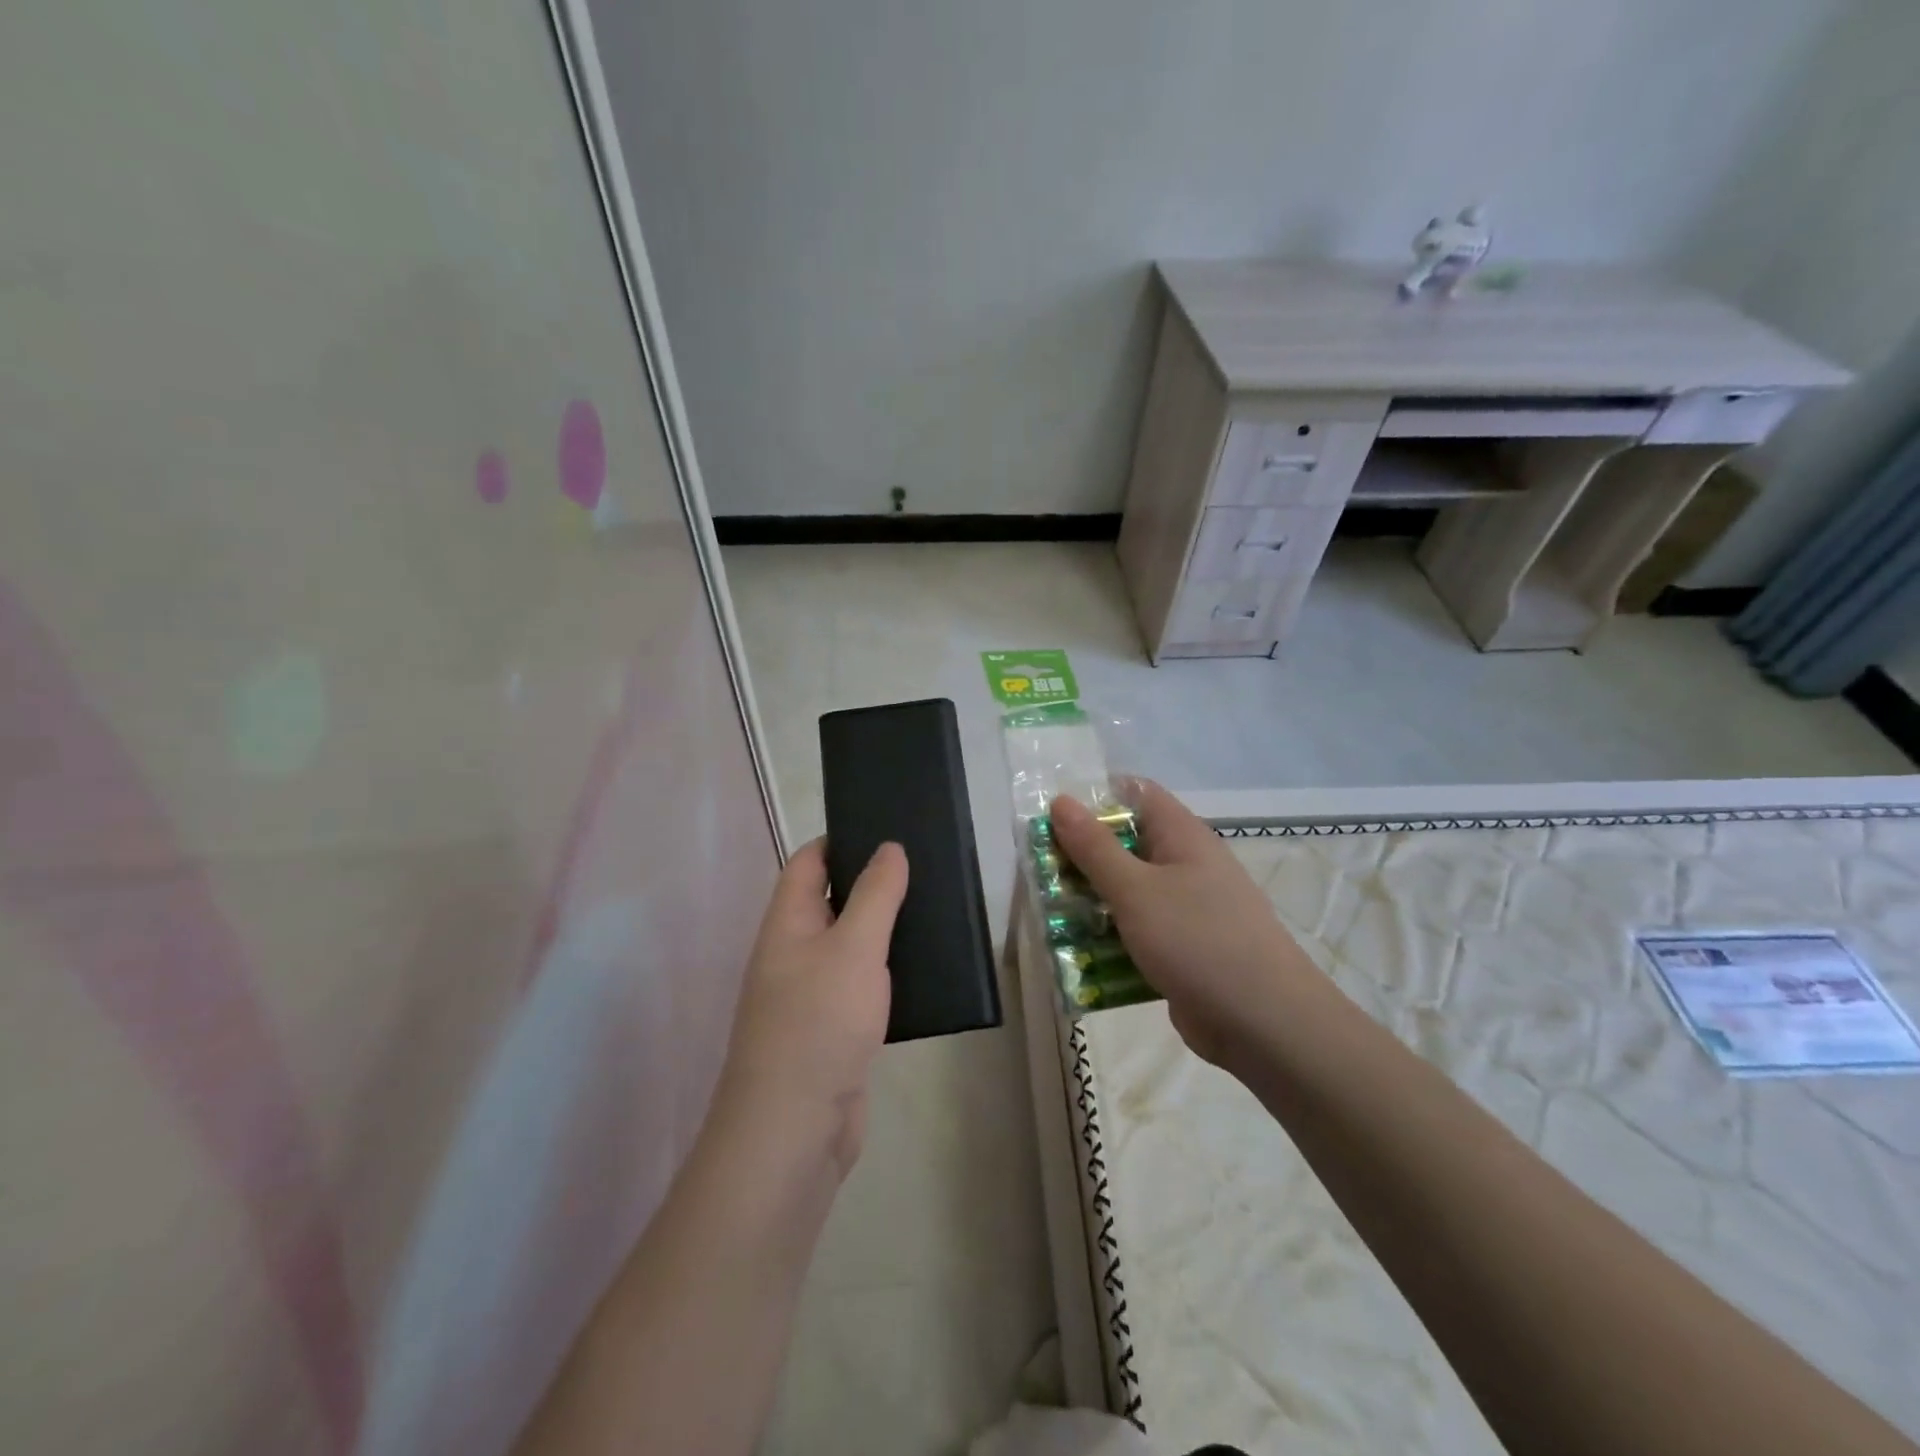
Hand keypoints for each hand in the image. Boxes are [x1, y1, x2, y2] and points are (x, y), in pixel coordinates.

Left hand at [716, 838, 907, 1177]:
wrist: (794, 1130)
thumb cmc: (819, 1023)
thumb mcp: (853, 947)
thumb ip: (875, 894)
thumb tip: (889, 847)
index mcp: (787, 922)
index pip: (809, 861)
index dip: (843, 839)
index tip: (889, 828)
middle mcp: (794, 951)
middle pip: (831, 899)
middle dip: (872, 882)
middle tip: (925, 865)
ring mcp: (812, 993)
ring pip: (850, 944)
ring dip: (883, 927)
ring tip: (934, 908)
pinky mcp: (834, 1029)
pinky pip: (862, 984)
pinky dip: (887, 971)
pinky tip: (924, 967)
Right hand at [1050, 780, 1319, 1066]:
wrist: (1264, 1024)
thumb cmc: (1198, 941)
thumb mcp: (1136, 890)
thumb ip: (1095, 848)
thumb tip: (1061, 800)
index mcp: (1182, 836)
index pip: (1135, 794)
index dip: (1094, 797)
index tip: (1053, 818)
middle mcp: (1185, 864)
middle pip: (1126, 844)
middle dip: (1082, 855)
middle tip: (1040, 871)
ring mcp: (1186, 908)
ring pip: (1128, 891)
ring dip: (1091, 900)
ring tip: (1049, 914)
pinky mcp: (1182, 947)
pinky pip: (1137, 930)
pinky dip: (1110, 937)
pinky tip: (1079, 954)